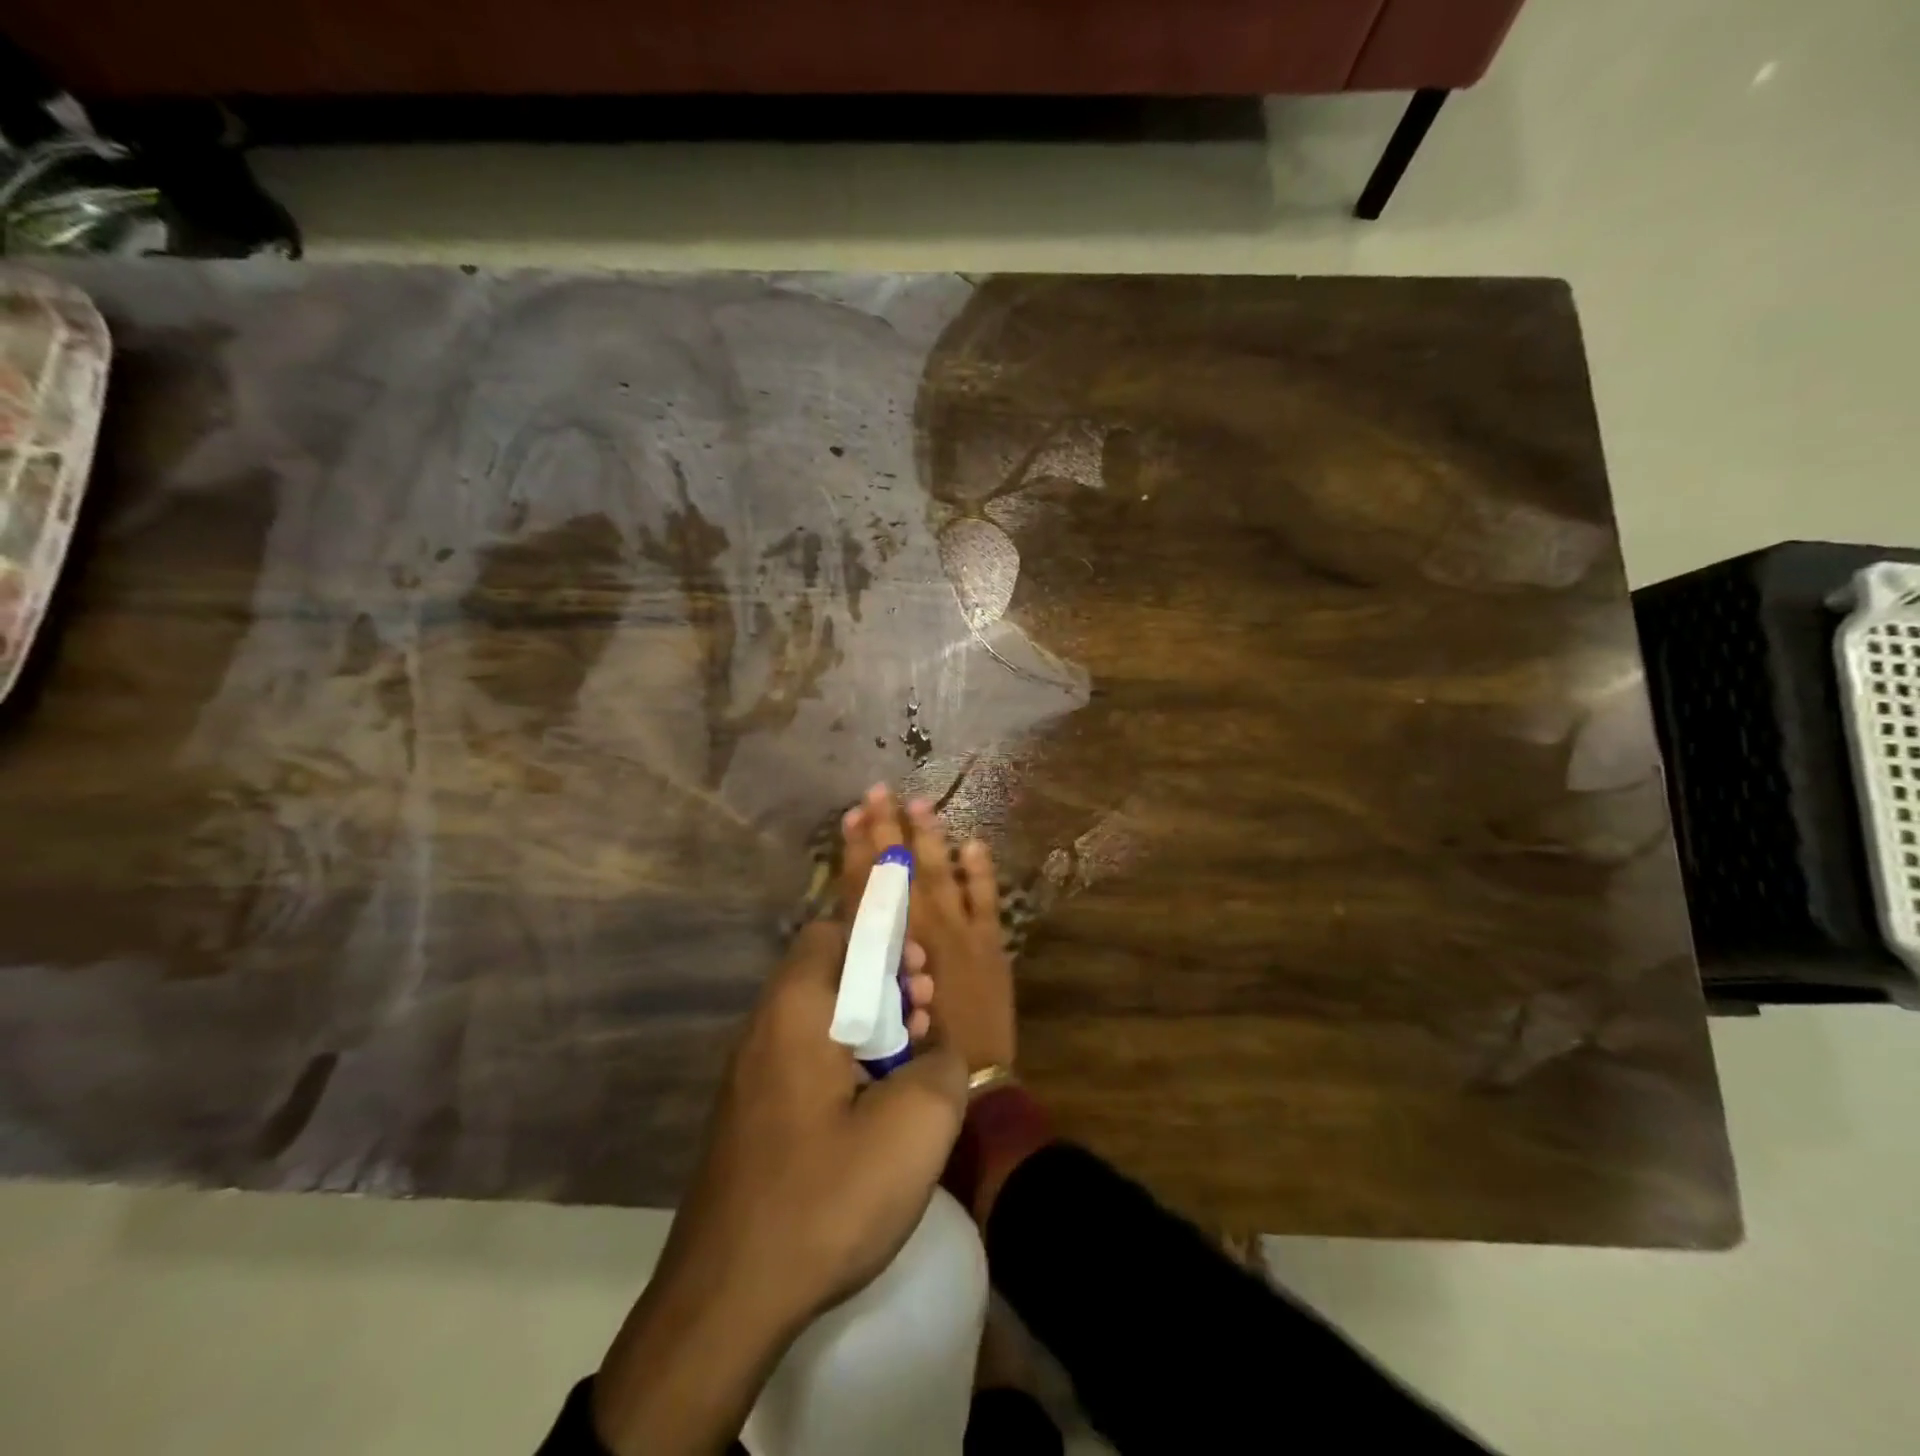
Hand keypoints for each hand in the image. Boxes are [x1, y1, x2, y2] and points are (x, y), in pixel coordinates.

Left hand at [592, 919, 964, 1454]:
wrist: (724, 1303)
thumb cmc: (824, 1197)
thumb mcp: (915, 1125)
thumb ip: (942, 1063)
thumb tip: (937, 1049)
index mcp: (796, 1010)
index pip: (833, 933)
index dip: (882, 937)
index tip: (920, 970)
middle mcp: (764, 1028)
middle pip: (828, 972)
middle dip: (884, 980)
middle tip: (926, 1009)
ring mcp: (751, 1075)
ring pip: (819, 1018)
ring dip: (870, 1022)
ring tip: (913, 1054)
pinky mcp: (751, 1114)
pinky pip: (804, 1059)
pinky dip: (846, 1059)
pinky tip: (877, 1103)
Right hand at [841, 784, 1017, 1071]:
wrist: (973, 1076)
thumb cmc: (912, 1050)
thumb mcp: (876, 1004)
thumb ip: (864, 961)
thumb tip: (848, 923)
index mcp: (888, 947)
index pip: (867, 889)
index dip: (858, 851)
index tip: (852, 816)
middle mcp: (919, 933)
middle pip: (899, 873)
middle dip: (887, 831)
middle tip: (878, 793)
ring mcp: (959, 933)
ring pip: (939, 876)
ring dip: (929, 840)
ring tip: (920, 804)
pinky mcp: (990, 942)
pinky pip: (985, 899)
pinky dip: (979, 872)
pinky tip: (973, 843)